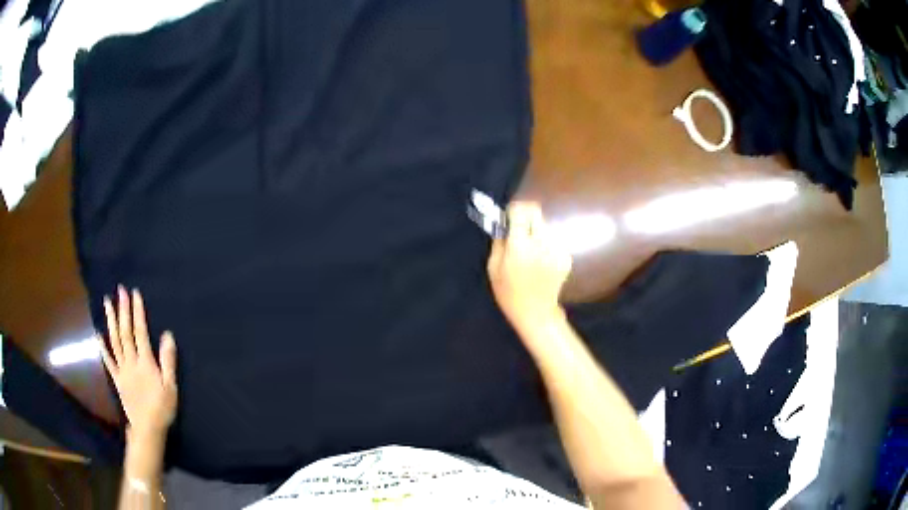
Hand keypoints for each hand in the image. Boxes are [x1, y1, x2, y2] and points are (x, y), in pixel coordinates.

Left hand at [98, 286, 177, 438]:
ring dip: (111, 321)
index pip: (140, 332)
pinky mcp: (117, 379)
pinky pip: (108, 361)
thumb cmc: (162, 408)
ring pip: (115, 341)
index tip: (135, 294)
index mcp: (145, 362)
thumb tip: (167, 335)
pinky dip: (103, 347)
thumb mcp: (171, 387)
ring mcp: (122, 370)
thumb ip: (168, 361)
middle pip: (125, 332)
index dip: (137, 312)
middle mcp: (131, 362)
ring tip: (107, 303)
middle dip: (123, 310)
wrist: (147, 429)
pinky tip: (99, 334)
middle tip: (120, 291)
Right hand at [487, 202, 572, 332]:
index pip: (521, 211)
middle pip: (536, 213)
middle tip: (519, 232)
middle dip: (526, 218)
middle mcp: (541, 244)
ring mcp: (556, 250)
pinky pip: (553, 241)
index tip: (509, 217)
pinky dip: (546, 246)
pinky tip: (541, 263)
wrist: (536, 313)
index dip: (514, 210)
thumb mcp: (493, 267)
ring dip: (536, 233)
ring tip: (530, 253)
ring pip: (545, 227)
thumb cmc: (509, 293)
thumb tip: (504, 223)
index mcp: (520, 246)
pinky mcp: (566, 257)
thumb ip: (499, 241)